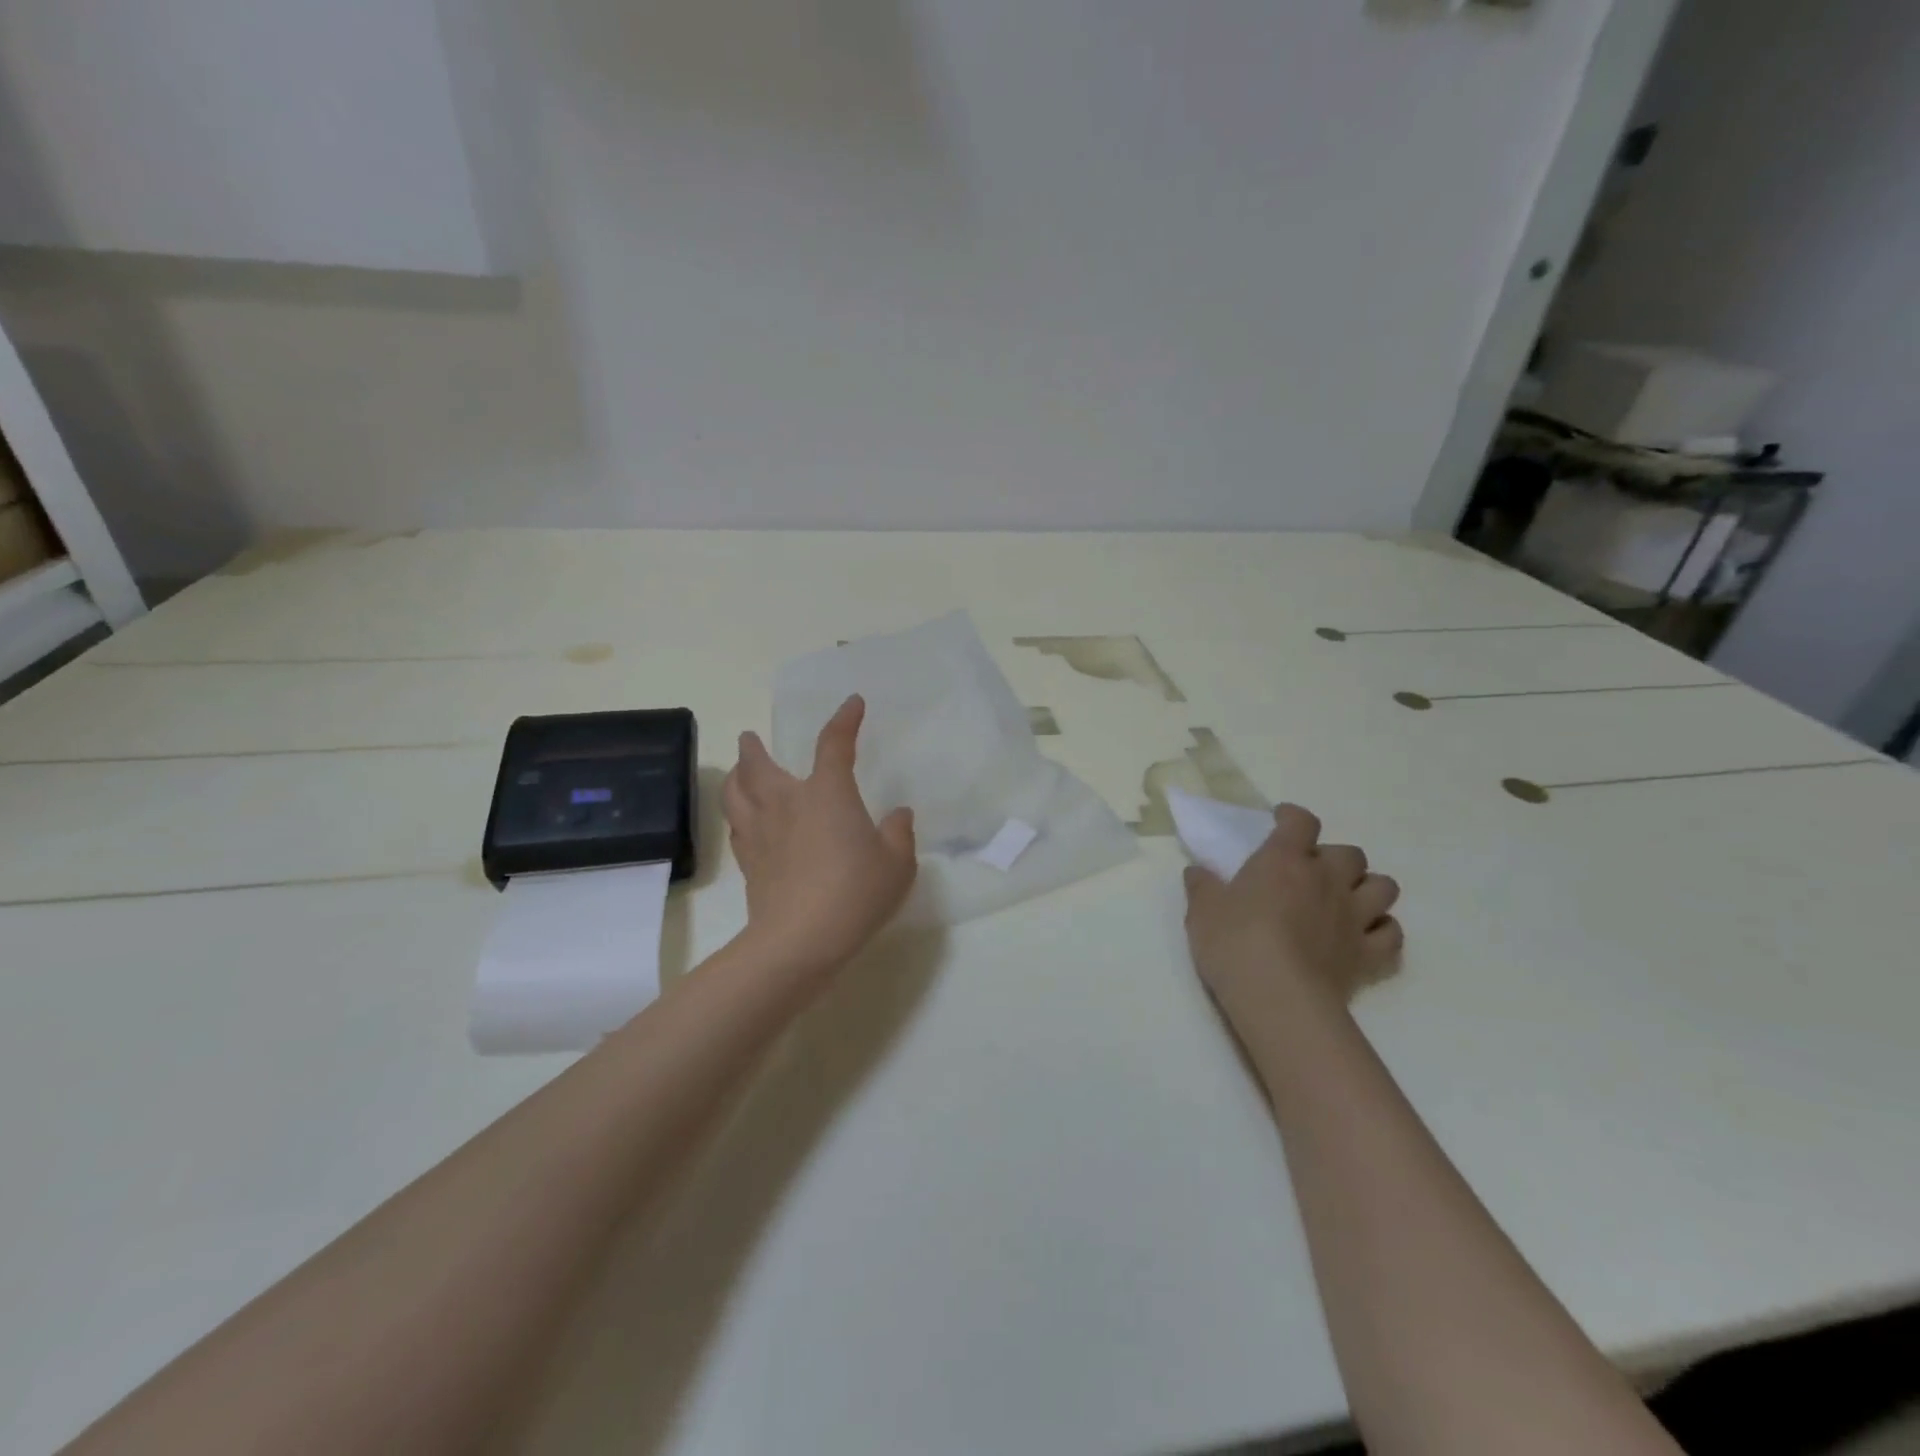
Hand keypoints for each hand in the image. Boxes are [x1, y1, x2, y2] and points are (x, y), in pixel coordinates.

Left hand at [723, 695, 916, 978]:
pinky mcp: (749, 861)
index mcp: (827, 793)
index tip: (853, 704)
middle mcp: (787, 802)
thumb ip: (899, 833)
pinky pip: (736, 825)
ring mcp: (762, 831)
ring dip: (735, 775)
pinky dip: (738, 812)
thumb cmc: (855, 893)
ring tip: (738, 770)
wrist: (800, 940)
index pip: (834, 744)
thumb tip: (899, 814)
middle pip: (759, 765)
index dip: (844, 720)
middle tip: (749, 738)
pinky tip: (745, 818)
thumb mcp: (897, 864)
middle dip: (754, 748)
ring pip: (736, 792)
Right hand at [1183, 804, 1402, 1030]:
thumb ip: (1202, 887)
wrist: (1278, 997)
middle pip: (1350, 853)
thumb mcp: (1203, 911)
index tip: (1281, 822)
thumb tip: (1197, 871)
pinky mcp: (1370, 954)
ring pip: (1384, 887)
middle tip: (1311, 873)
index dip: (1292, 817)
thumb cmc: (1234, 943)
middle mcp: (1327, 879)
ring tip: (1347, 900)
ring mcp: (1355, 916)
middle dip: (1334, 858)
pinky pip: (1392, 934)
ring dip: (1367, 888)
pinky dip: (1382, 931)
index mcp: (1285, 860)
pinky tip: (1365, 937)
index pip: (1300, 821)